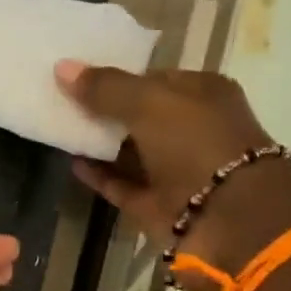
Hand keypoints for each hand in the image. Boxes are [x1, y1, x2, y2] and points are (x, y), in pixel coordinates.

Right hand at [56, 61, 290, 288]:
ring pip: (131, 153)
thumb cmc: (197, 146)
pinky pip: (124, 186)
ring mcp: (176, 172)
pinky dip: (101, 176)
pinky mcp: (159, 207)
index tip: (79, 76)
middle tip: (61, 100)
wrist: (229, 222)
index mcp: (202, 95)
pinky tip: (73, 162)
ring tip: (60, 128)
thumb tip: (61, 68)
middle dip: (105, 110)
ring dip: (100, 143)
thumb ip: (106, 87)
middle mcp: (191, 131)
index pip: (155, 79)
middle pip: (141, 116)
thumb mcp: (150, 103)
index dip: (118, 76)